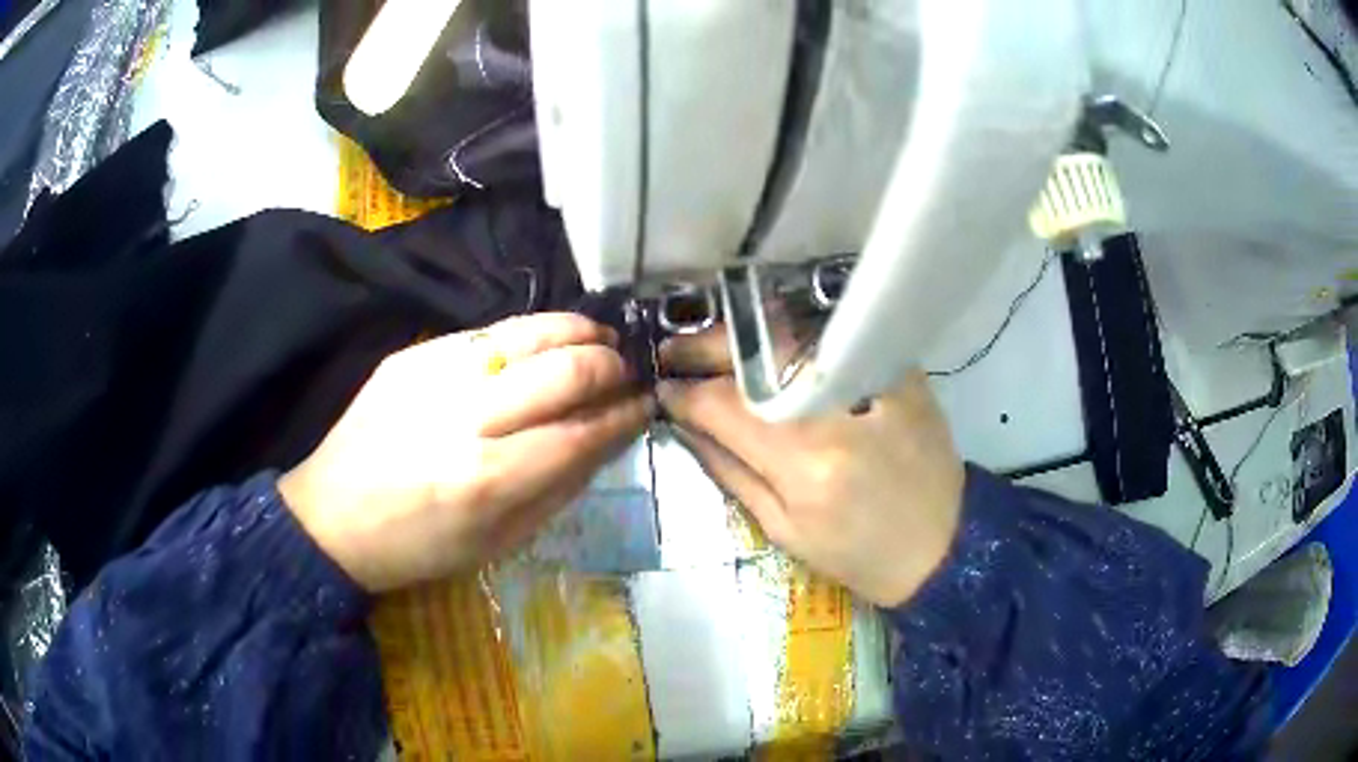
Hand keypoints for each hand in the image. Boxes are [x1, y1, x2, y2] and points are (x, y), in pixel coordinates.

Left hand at [280, 313, 650, 592]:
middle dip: (610, 366)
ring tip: (599, 339)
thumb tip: (604, 438)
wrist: (332, 516)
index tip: (646, 405)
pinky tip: (542, 343)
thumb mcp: (498, 543)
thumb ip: (558, 488)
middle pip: (564, 370)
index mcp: (488, 480)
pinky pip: (486, 330)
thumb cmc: (418, 546)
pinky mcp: (412, 353)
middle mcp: (465, 417)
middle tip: (625, 372)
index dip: (624, 415)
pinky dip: (528, 333)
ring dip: (577, 331)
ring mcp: (434, 374)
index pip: (581, 432)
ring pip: (528, 332)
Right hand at [659, 327, 964, 607]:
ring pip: (795, 338)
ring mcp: (875, 384)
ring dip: (746, 335)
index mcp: (805, 464)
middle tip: (676, 350)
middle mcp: (838, 413)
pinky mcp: (901, 373)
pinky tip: (773, 341)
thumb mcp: (784, 530)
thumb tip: (688, 427)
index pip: (725, 408)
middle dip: (707, 348)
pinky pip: (837, 341)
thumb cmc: (858, 555)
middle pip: (758, 358)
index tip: (663, 388)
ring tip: (715, 344)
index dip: (685, 394)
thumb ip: (732, 472)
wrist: (943, 546)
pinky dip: (797, 336)